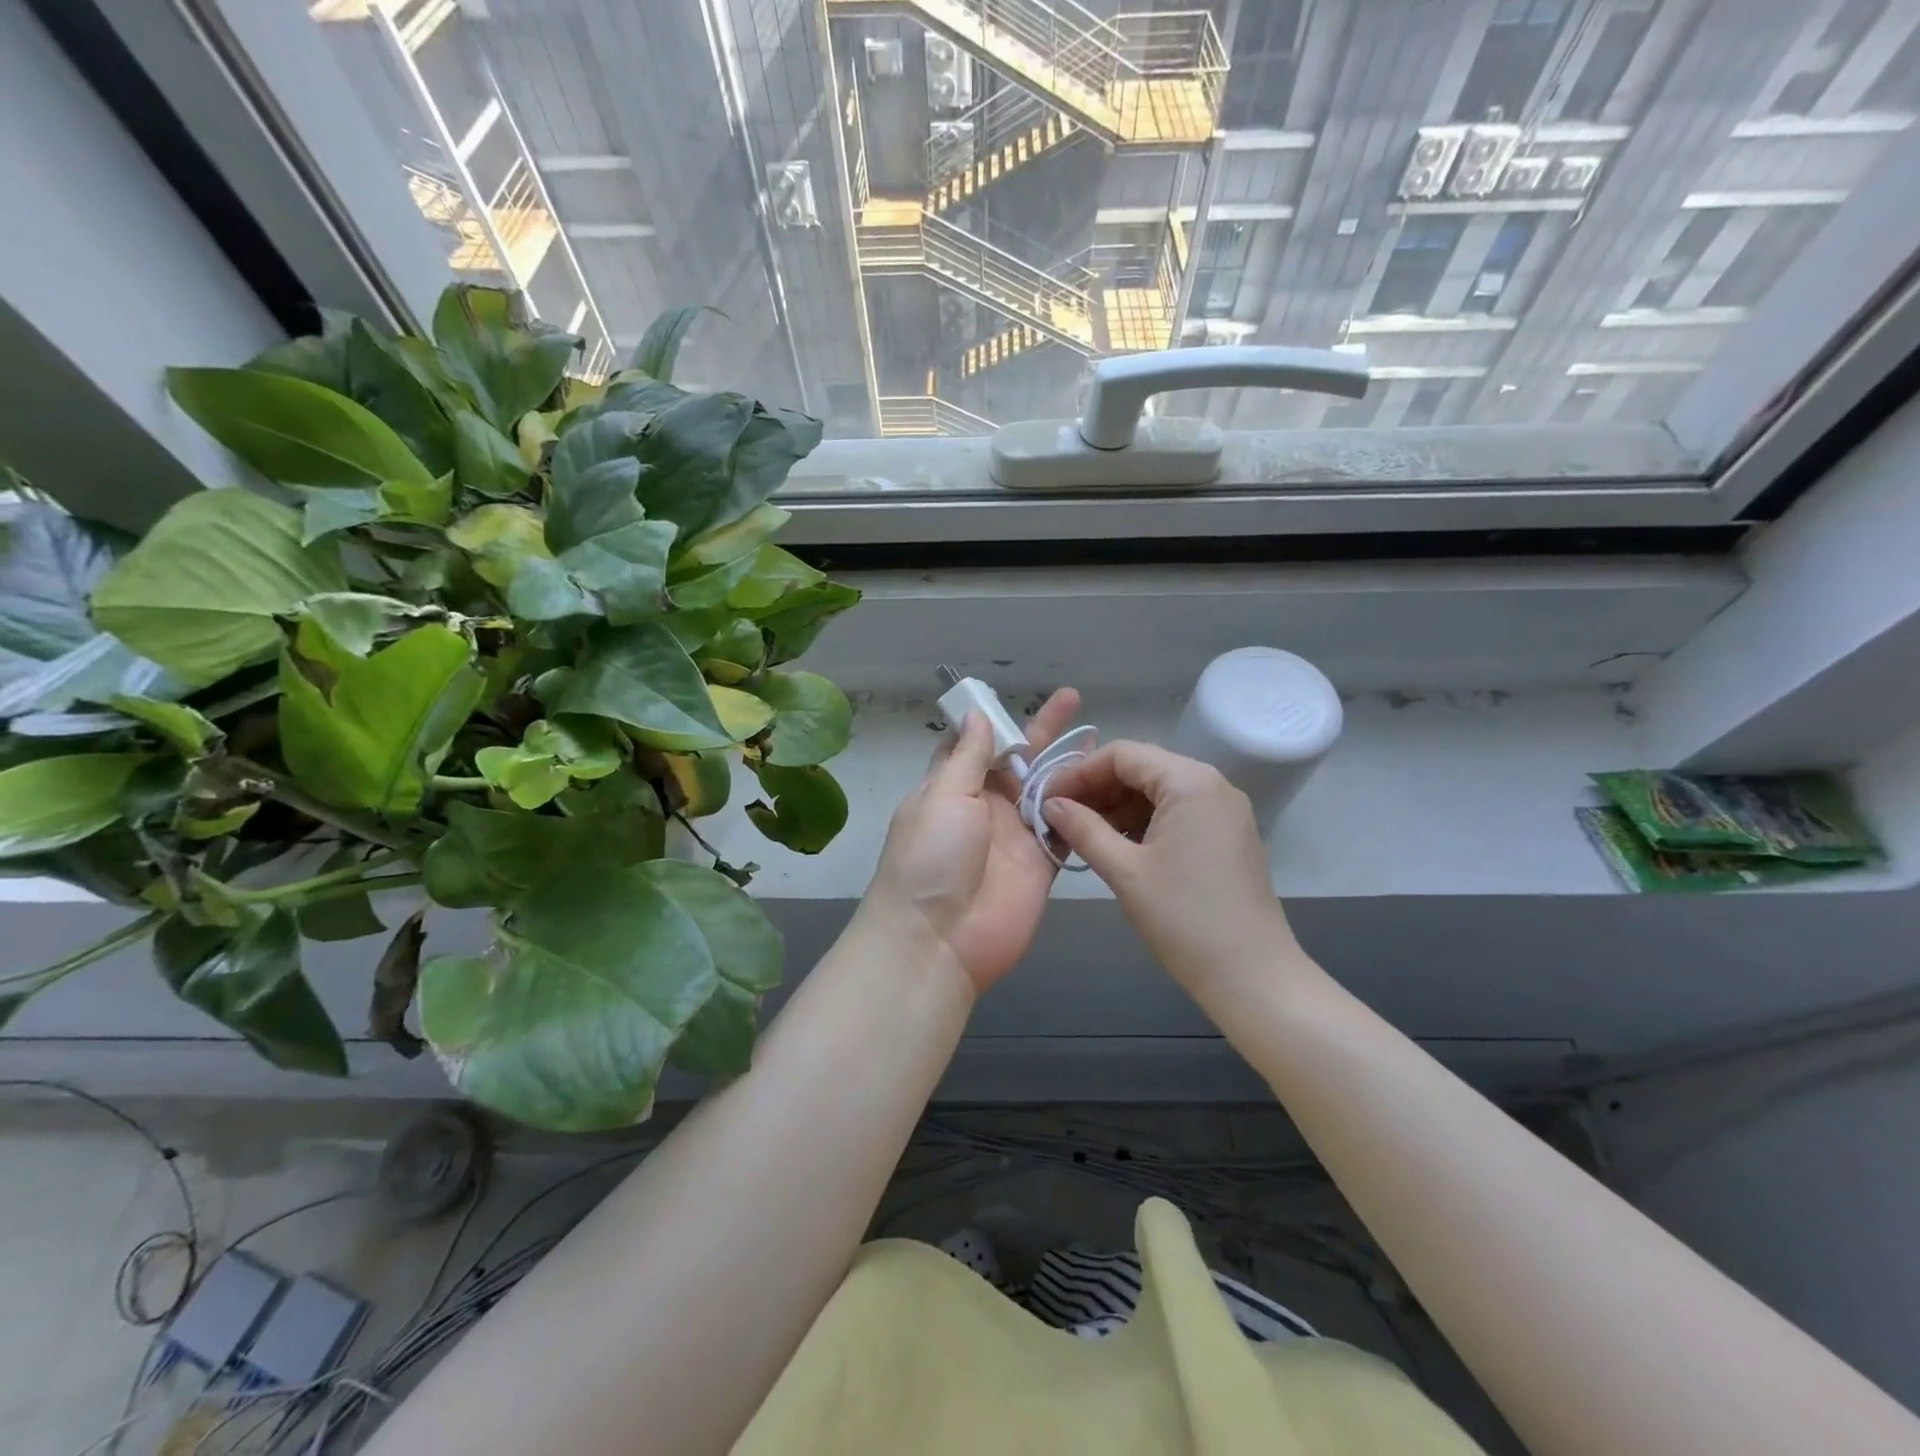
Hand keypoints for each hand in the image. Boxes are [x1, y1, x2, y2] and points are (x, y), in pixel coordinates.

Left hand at [860, 688, 1081, 996]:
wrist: (938, 941)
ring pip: (1047, 792)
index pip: (973, 746)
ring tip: (1097, 736)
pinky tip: (1106, 783)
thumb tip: (975, 713)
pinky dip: (1083, 808)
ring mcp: (1015, 836)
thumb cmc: (931, 858)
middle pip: (1018, 763)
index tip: (1016, 696)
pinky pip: (1065, 829)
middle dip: (1042, 732)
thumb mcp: (943, 796)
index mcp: (952, 787)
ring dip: (1068, 765)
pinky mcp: (1041, 864)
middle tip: (1072, 699)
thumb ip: (967, 756)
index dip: (994, 722)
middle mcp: (985, 807)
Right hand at [1041, 741, 1301, 994]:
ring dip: (1117, 806)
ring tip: (1082, 834)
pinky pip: (1176, 811)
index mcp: (1190, 782)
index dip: (1078, 772)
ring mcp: (1223, 810)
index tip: (1046, 800)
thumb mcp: (1124, 871)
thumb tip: (1049, 805)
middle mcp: (1212, 784)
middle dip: (1097, 788)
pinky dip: (1142, 821)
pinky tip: (1117, 845)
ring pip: (1158, 790)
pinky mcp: (1227, 834)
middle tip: (1059, 817)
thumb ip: (1083, 829)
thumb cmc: (1184, 919)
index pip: (1122, 755)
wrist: (1252, 976)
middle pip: (1141, 767)